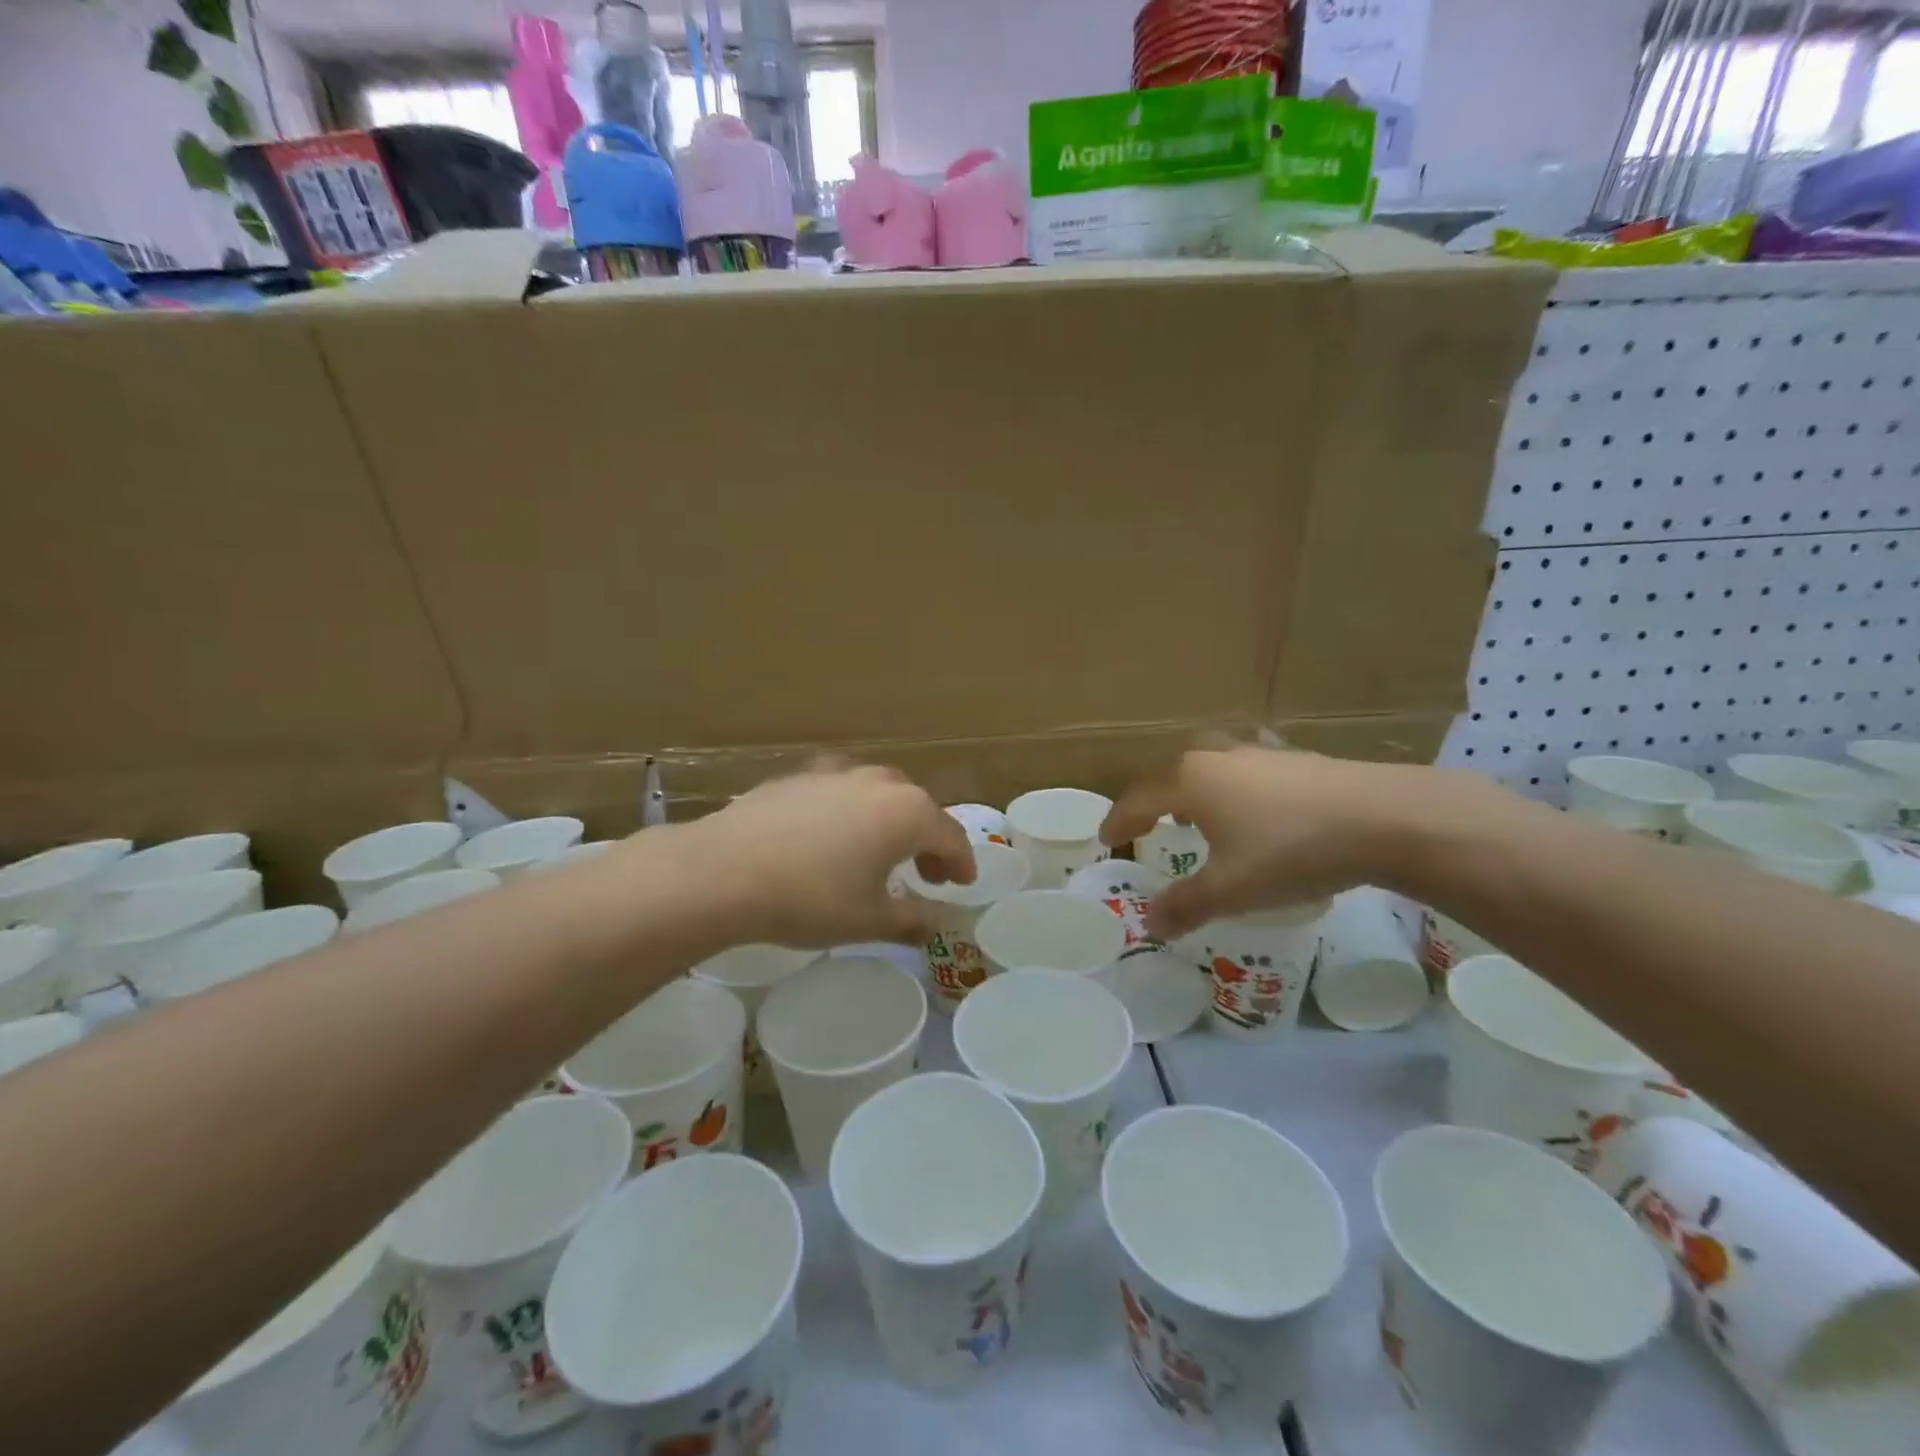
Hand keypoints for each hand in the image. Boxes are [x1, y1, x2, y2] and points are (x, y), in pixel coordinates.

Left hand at [679, 760, 975, 948]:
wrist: (723, 871)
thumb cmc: (810, 898)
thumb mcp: (868, 920)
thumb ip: (910, 920)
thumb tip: (934, 924)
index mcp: (906, 812)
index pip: (950, 835)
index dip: (961, 862)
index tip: (962, 884)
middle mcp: (877, 782)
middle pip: (917, 808)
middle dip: (927, 840)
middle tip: (925, 873)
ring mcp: (834, 773)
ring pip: (877, 793)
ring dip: (889, 821)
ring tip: (878, 852)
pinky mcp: (796, 777)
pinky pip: (839, 792)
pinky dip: (849, 813)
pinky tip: (829, 838)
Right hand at [1101, 747, 1482, 939]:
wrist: (1383, 818)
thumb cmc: (1290, 851)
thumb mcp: (1231, 889)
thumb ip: (1186, 906)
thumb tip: (1150, 924)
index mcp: (1189, 782)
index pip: (1138, 799)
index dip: (1120, 821)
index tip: (1107, 838)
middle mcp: (1216, 758)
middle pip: (1171, 774)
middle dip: (1155, 799)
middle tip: (1152, 825)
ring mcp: (1258, 752)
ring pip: (1211, 764)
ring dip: (1196, 788)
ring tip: (1201, 814)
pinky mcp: (1297, 758)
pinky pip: (1248, 768)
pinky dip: (1236, 785)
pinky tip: (1258, 805)